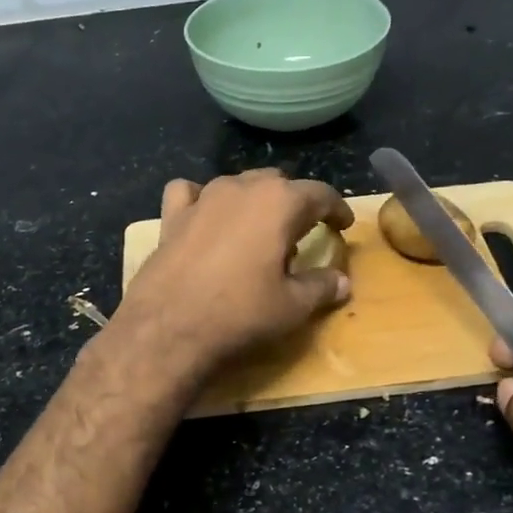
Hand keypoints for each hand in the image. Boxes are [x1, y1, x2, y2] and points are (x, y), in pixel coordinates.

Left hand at [114, 169, 354, 379]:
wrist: (168, 328)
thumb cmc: (240, 313)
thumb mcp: (293, 306)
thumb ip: (322, 287)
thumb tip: (342, 282)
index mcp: (279, 202)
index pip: (319, 194)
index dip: (336, 209)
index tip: (343, 224)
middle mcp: (241, 188)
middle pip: (277, 183)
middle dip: (294, 202)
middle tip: (301, 231)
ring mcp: (203, 198)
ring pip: (237, 184)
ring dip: (253, 200)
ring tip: (258, 229)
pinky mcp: (172, 216)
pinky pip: (190, 193)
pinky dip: (202, 200)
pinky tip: (205, 218)